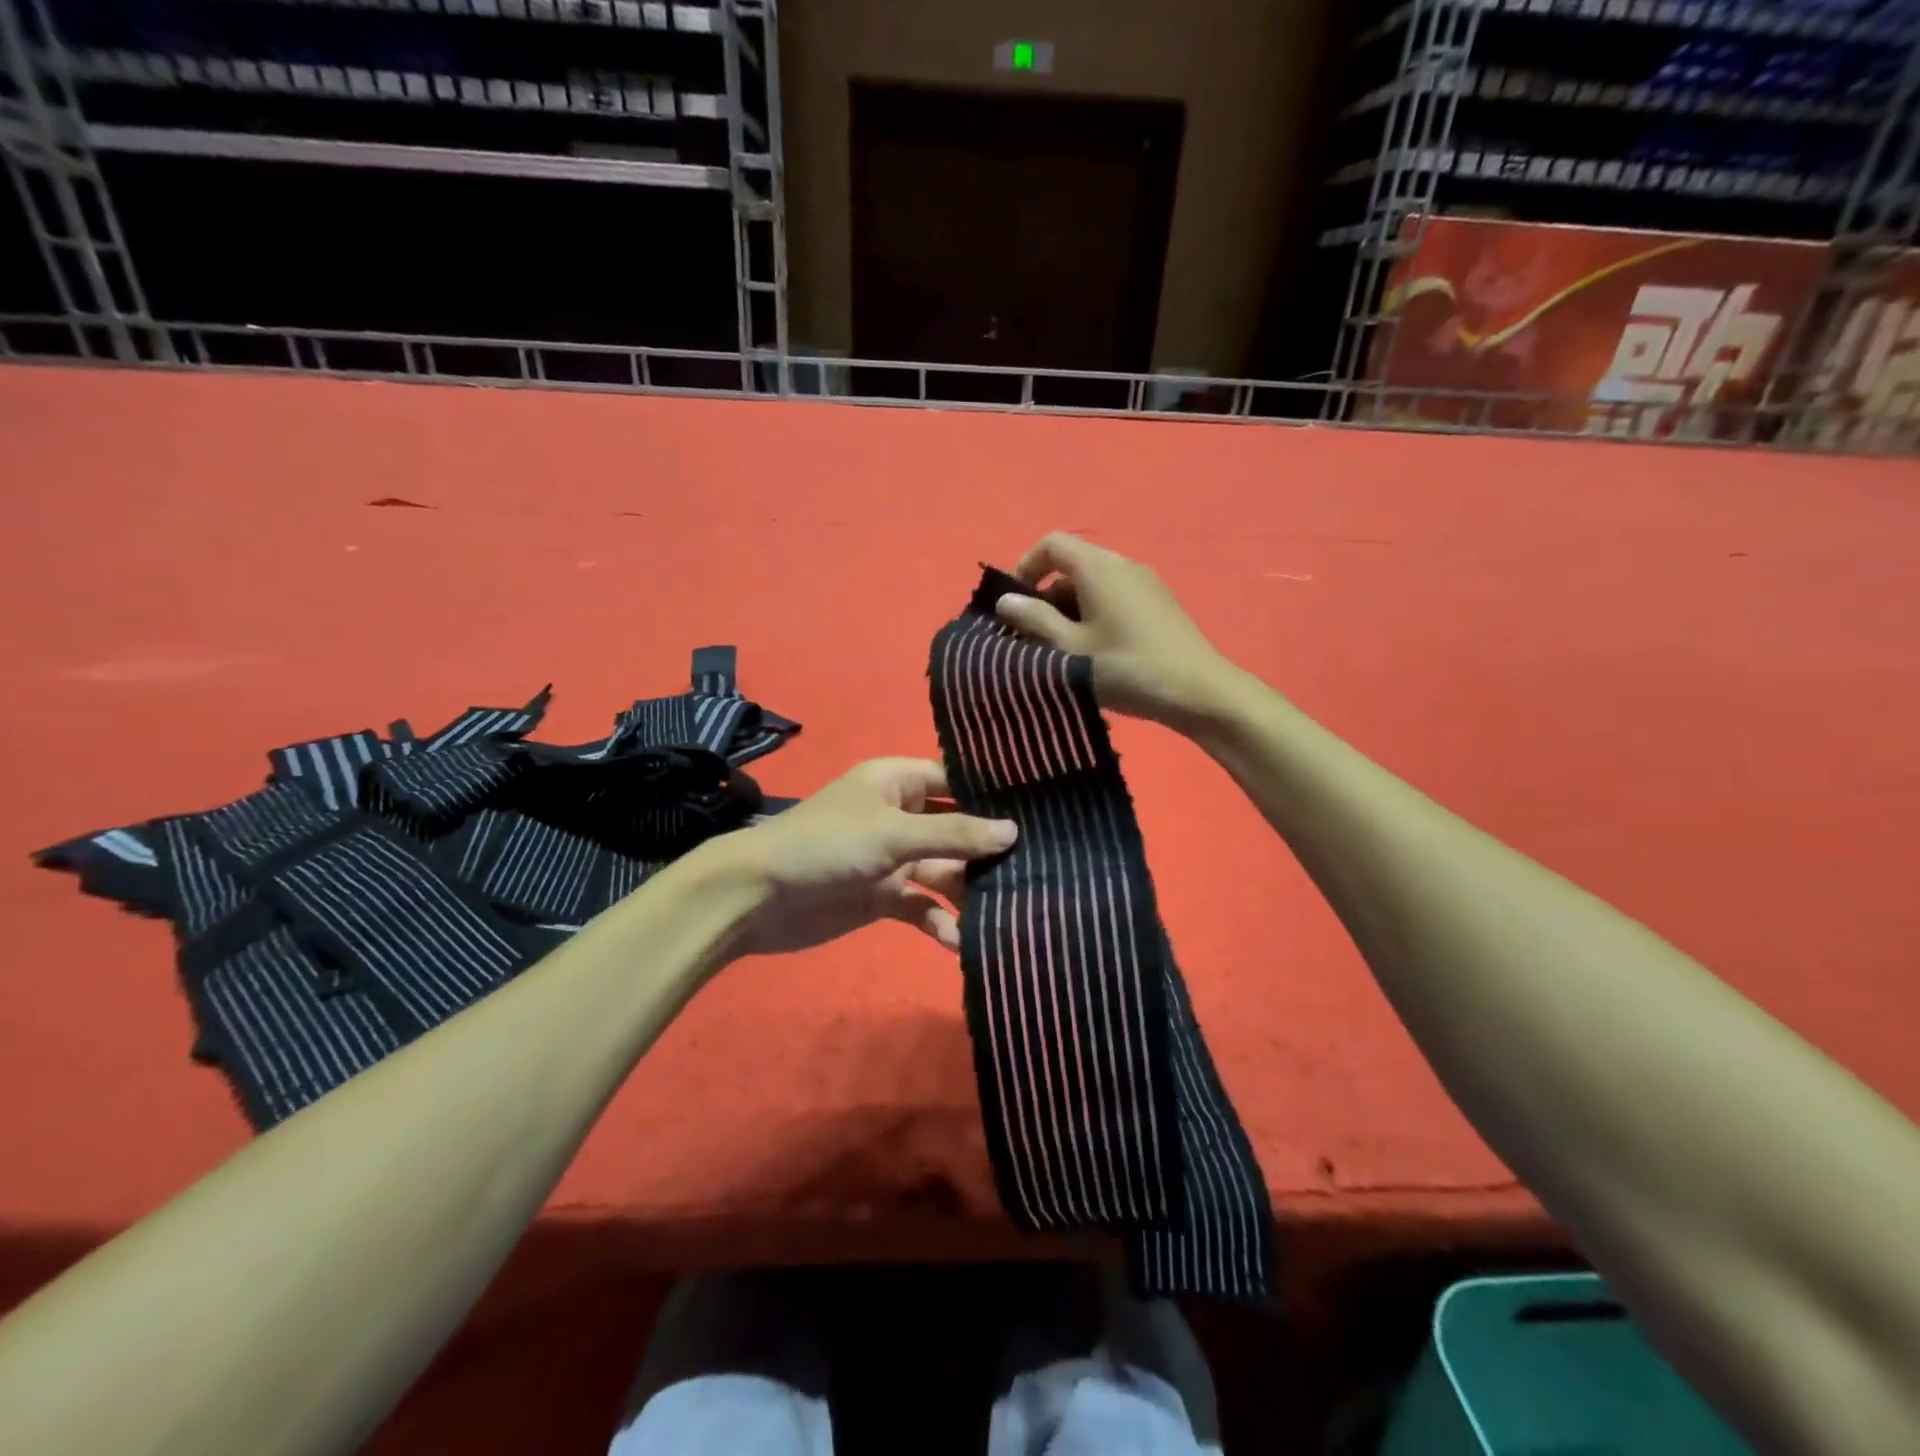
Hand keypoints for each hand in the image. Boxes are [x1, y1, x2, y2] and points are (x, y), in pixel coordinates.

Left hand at [710, 758, 1015, 958]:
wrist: (757, 898)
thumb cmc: (826, 845)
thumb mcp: (893, 833)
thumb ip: (953, 834)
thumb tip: (1013, 832)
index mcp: (897, 782)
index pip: (955, 780)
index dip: (992, 795)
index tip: (1040, 810)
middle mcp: (899, 816)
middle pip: (956, 829)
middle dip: (987, 851)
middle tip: (1036, 869)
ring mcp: (892, 859)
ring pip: (944, 871)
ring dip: (968, 891)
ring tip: (1008, 910)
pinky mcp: (883, 897)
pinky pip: (922, 906)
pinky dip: (939, 921)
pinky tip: (959, 941)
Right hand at [994, 533, 1239, 729]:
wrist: (1199, 692)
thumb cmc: (1127, 667)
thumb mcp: (1070, 649)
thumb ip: (1034, 620)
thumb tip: (1006, 600)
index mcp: (1098, 567)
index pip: (1051, 544)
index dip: (1025, 567)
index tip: (1013, 603)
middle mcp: (1123, 565)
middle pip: (1072, 567)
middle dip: (1045, 599)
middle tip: (1033, 639)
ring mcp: (1145, 584)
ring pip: (1093, 587)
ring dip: (1068, 613)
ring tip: (1061, 654)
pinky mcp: (1158, 606)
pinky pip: (1114, 599)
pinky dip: (1093, 618)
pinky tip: (1094, 656)